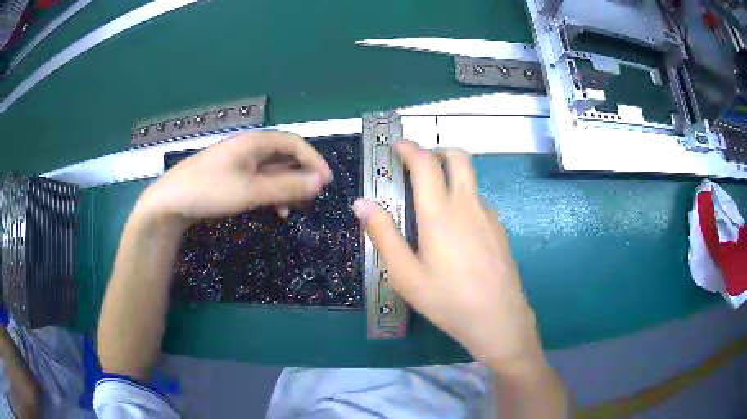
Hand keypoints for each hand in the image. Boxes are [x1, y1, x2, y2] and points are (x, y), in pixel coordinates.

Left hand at [136, 131, 331, 225]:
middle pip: (285, 157)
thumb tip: (320, 182)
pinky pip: (259, 182)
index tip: (326, 182)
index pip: (295, 143)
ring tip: (294, 208)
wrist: (171, 202)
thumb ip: (286, 186)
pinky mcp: (231, 178)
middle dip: (301, 176)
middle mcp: (249, 148)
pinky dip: (271, 194)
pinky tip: (274, 210)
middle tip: (312, 198)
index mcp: (255, 142)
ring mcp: (239, 163)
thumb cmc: (210, 190)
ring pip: (273, 171)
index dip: (314, 160)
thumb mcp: (251, 190)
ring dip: (287, 187)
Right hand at [353, 141, 544, 373]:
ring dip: (451, 176)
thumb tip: (362, 203)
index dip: (410, 148)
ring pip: (470, 179)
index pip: (426, 163)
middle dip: (437, 151)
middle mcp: (467, 204)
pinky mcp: (500, 229)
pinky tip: (457, 230)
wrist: (498, 318)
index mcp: (440, 212)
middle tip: (419, 165)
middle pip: (458, 157)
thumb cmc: (447, 299)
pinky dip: (464, 198)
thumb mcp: (405, 274)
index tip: (398, 146)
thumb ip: (383, 234)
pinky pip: (479, 201)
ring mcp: (489, 215)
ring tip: (434, 202)